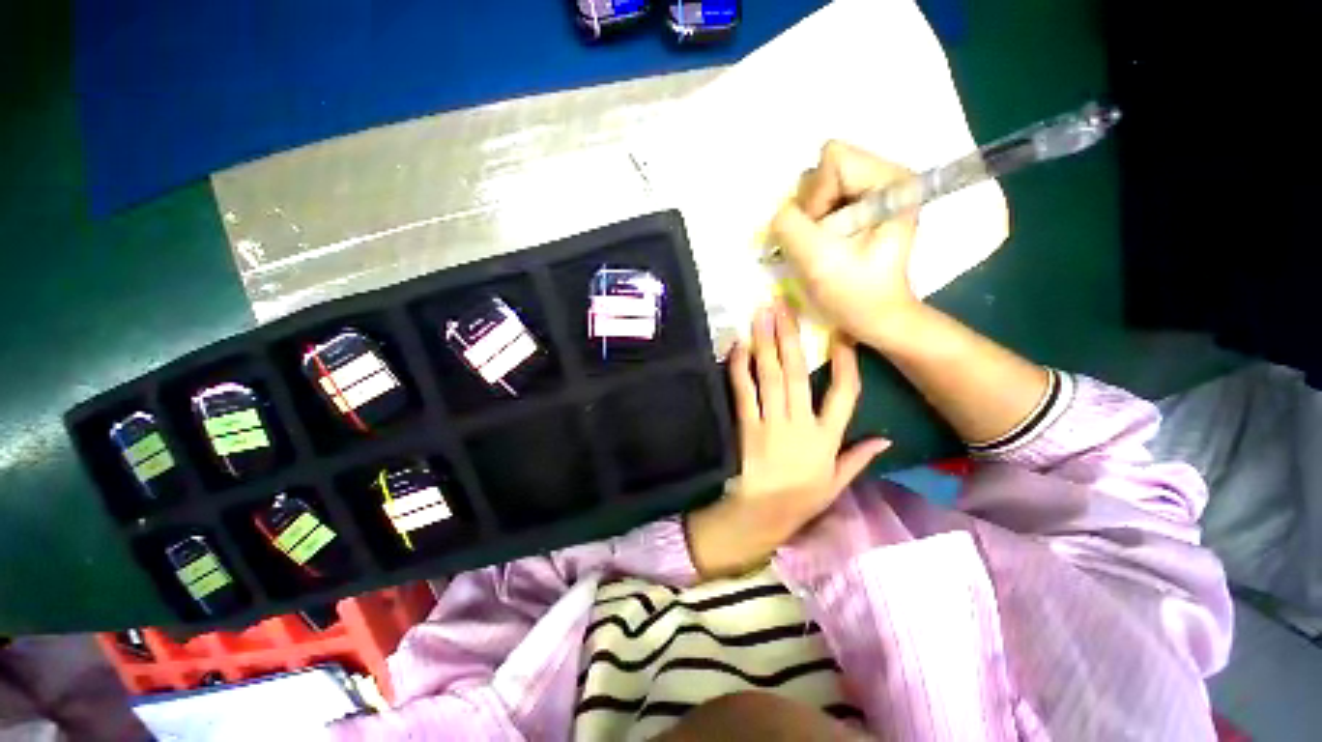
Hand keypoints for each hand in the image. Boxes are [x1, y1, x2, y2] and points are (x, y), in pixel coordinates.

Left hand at [686, 303, 889, 579]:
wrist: (763, 514)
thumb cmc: (803, 499)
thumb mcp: (837, 482)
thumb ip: (860, 457)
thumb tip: (887, 439)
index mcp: (828, 437)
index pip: (844, 394)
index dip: (845, 362)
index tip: (841, 334)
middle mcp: (800, 423)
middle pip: (798, 373)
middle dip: (791, 337)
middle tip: (784, 305)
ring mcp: (771, 423)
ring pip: (770, 376)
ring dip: (765, 343)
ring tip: (761, 315)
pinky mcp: (746, 426)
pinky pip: (743, 392)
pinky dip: (740, 368)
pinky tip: (738, 346)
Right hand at [770, 141, 922, 349]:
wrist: (875, 317)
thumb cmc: (855, 295)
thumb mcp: (817, 261)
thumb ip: (789, 226)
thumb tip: (780, 212)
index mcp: (891, 181)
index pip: (834, 161)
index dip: (815, 198)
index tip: (821, 236)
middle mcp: (885, 176)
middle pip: (825, 170)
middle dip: (811, 210)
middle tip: (820, 243)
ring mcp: (871, 191)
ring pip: (818, 186)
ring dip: (809, 219)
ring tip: (822, 246)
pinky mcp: (858, 206)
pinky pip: (819, 201)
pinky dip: (811, 224)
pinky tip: (822, 245)